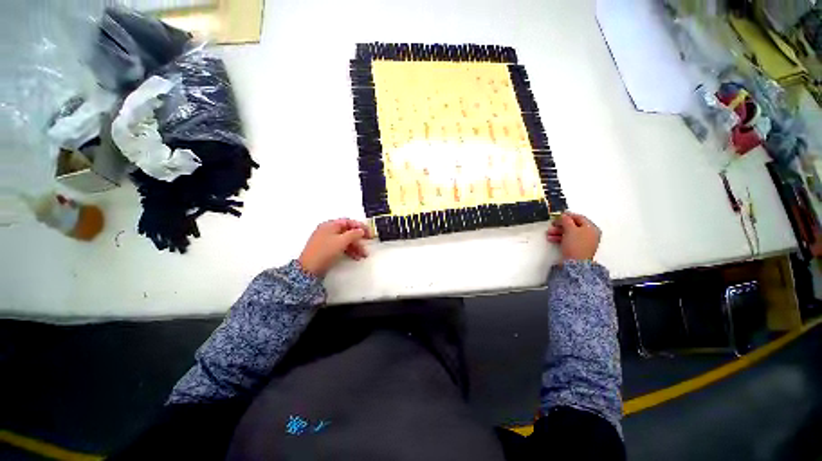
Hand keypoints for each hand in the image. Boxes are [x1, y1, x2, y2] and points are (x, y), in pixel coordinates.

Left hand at [298, 219, 372, 275]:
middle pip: (348, 231)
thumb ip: (354, 234)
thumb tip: (361, 230)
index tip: (369, 233)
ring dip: (355, 246)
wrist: (309, 269)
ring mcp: (326, 240)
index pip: (348, 222)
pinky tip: (355, 257)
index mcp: (330, 225)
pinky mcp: (326, 249)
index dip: (360, 226)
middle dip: (358, 239)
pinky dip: (349, 250)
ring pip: (345, 240)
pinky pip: (341, 246)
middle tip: (367, 244)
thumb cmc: (325, 251)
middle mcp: (328, 230)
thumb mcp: (342, 241)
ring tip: (363, 255)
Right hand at [546, 212, 600, 260]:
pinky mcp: (577, 248)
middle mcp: (589, 234)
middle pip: (573, 226)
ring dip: (558, 232)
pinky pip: (568, 240)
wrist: (576, 263)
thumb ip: (566, 220)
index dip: (568, 215)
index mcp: (591, 228)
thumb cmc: (576, 245)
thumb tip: (563, 216)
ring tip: (549, 233)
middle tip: (552, 224)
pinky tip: (552, 238)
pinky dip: (560, 238)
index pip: (579, 217)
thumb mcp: (570, 229)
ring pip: (569, 233)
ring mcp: (584, 242)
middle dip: (560, 225)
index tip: (558, 215)